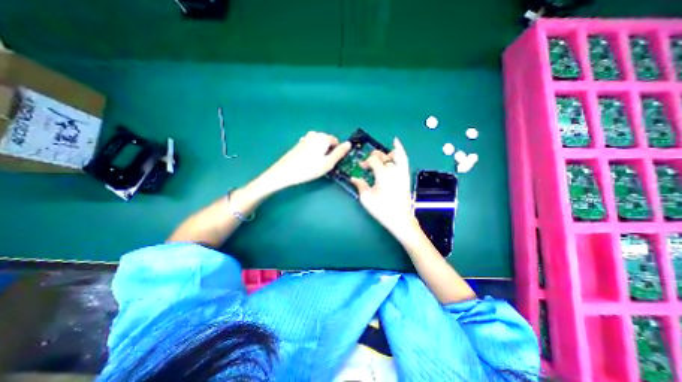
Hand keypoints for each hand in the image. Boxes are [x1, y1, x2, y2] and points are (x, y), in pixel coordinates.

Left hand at [259, 129, 347, 191]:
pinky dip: (313, 152)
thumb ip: (340, 153)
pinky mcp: (299, 143)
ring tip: (316, 164)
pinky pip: (311, 146)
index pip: (336, 142)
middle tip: (324, 165)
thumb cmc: (309, 168)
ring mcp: (305, 138)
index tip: (333, 162)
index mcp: (323, 137)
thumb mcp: (328, 163)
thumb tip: (349, 144)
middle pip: (327, 142)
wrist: (285, 172)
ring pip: (319, 144)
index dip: (337, 152)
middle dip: (329, 151)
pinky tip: (308, 162)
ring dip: (321, 152)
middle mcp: (315, 134)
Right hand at [352, 138, 421, 237]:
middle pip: (383, 156)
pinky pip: (404, 159)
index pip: (373, 160)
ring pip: (395, 155)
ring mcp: (402, 172)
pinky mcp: (406, 176)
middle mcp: (394, 170)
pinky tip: (396, 145)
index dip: (366, 162)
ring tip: (381, 155)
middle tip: (368, 163)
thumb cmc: (382, 210)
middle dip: (373, 157)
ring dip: (386, 153)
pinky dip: (400, 150)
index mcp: (383, 174)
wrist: (401, 220)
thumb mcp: (367, 198)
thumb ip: (360, 185)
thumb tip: (354, 178)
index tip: (361, 167)